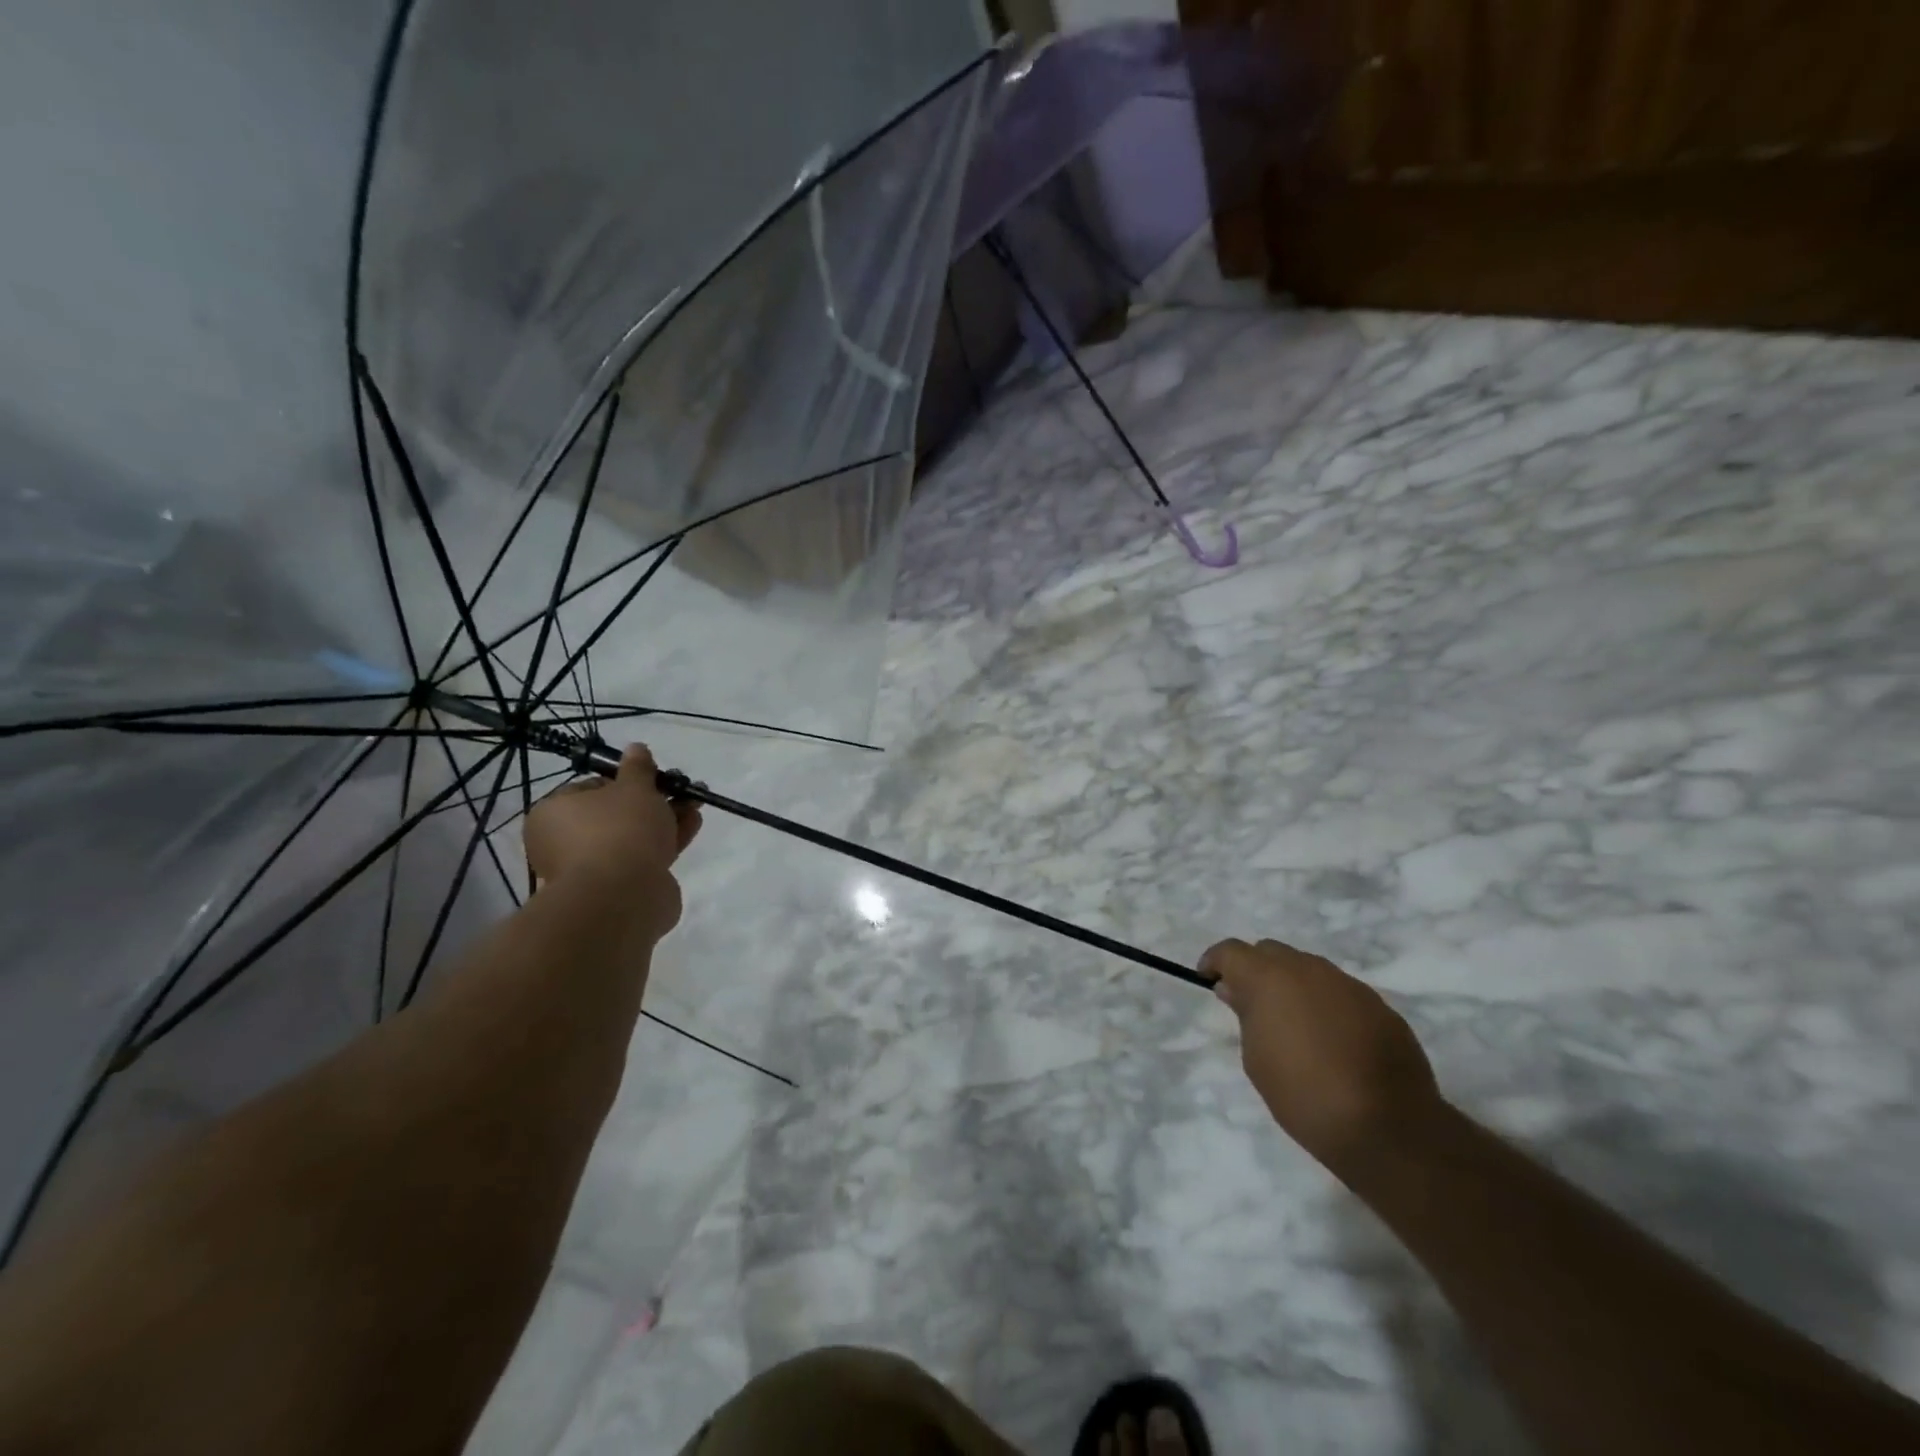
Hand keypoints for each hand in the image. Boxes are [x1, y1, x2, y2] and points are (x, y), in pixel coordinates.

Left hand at [523, 744, 701, 935]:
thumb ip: (638, 768)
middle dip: (654, 800)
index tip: (655, 778)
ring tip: (696, 805)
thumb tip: (636, 748)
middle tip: (682, 790)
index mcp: (554, 813)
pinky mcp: (617, 888)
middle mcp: (564, 842)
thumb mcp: (634, 788)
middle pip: (615, 813)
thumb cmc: (620, 830)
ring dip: (665, 819)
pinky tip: (692, 825)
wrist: (623, 896)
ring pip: (633, 836)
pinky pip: (643, 857)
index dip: (627, 780)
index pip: (591, 787)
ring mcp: (590, 868)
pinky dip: (666, 841)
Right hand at [1201, 937, 1440, 1174]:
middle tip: (1251, 1004)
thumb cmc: (1304, 1095)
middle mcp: (1309, 969)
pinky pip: (1340, 993)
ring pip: (1309, 970)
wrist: (1388, 1128)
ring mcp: (1349, 985)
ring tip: (1293, 1024)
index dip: (1216, 962)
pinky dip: (1326, 1005)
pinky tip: (1331, 1040)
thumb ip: (1245, 1015)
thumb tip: (1237, 990)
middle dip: (1256, 970)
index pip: (1232, 951)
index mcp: (1270, 978)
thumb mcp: (1256, 1059)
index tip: (1209, 980)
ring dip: (1293, 986)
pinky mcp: (1380, 1006)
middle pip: (1271, 952)